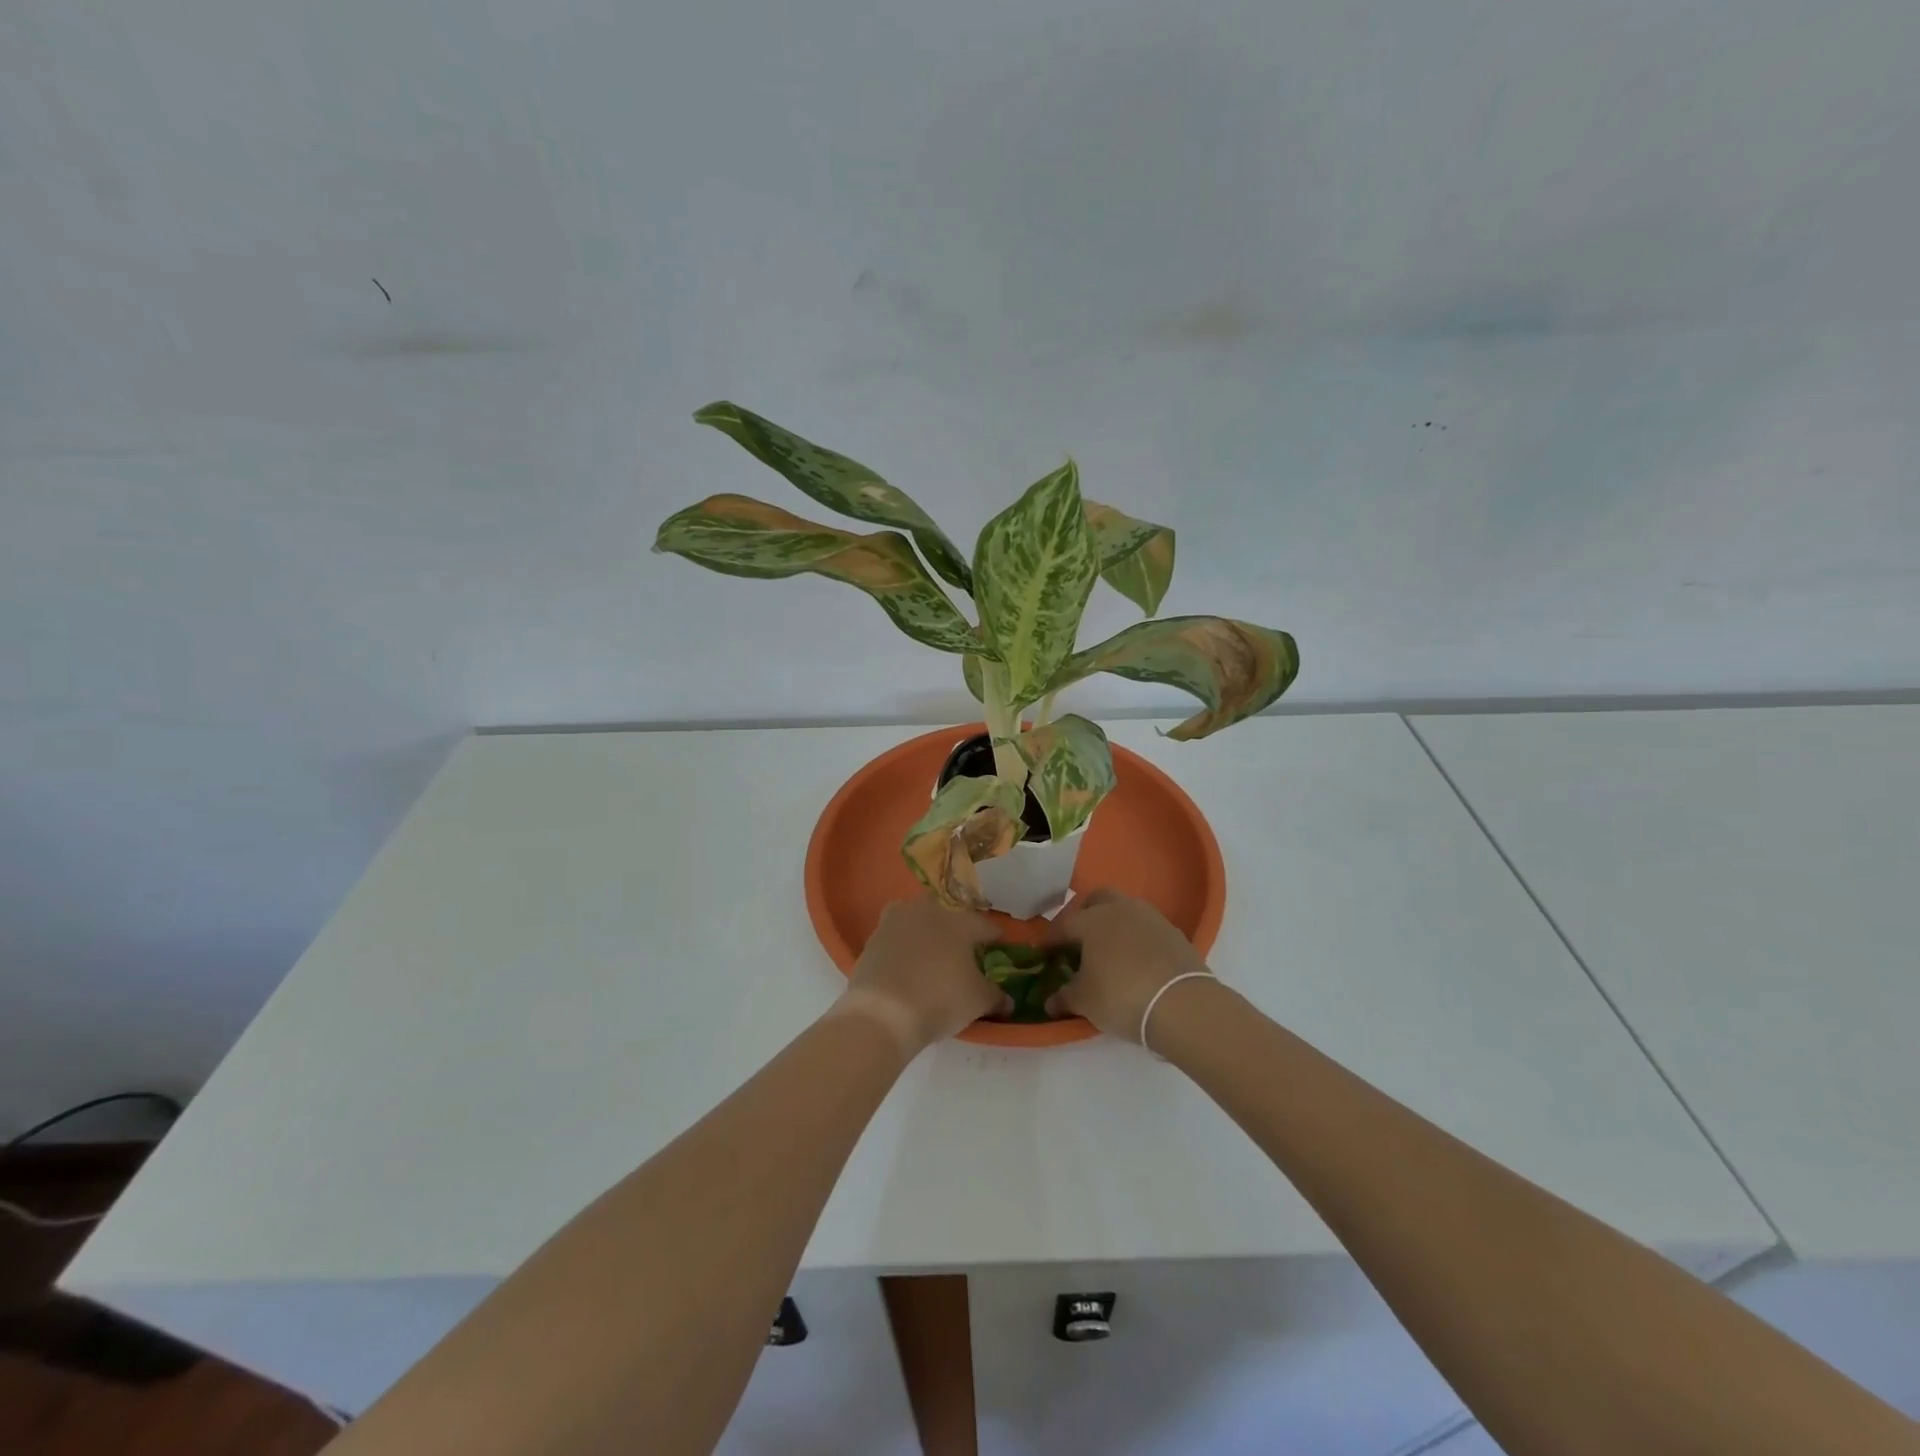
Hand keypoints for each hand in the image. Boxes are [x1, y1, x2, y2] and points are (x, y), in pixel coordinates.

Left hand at [837, 896, 1009, 1055]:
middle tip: (962, 947)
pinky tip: (906, 962)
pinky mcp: (873, 937)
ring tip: (931, 950)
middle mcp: (928, 911)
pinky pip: (895, 935)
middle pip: (948, 913)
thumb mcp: (978, 1001)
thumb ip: (996, 996)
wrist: (883, 1012)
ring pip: (917, 917)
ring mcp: (896, 920)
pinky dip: (903, 944)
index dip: (994, 936)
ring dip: (926, 929)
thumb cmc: (940, 999)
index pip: (984, 924)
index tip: (999, 944)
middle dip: (956, 926)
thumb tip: (1008, 1001)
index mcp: (959, 921)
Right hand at [1044, 889, 1213, 1042]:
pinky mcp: (1174, 933)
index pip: (1063, 925)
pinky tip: (1136, 961)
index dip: (1051, 940)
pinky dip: (1136, 938)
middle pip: (1096, 900)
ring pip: (1124, 910)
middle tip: (1078, 941)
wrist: (1182, 1005)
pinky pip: (1146, 928)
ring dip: (1113, 924)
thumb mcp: (1084, 1001)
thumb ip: (1064, 997)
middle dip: (1083, 915)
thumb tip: (1050, 1001)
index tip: (1044, 954)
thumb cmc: (1121, 996)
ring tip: (1109, 951)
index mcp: (1091, 920)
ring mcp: (1150, 917)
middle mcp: (1120, 909)